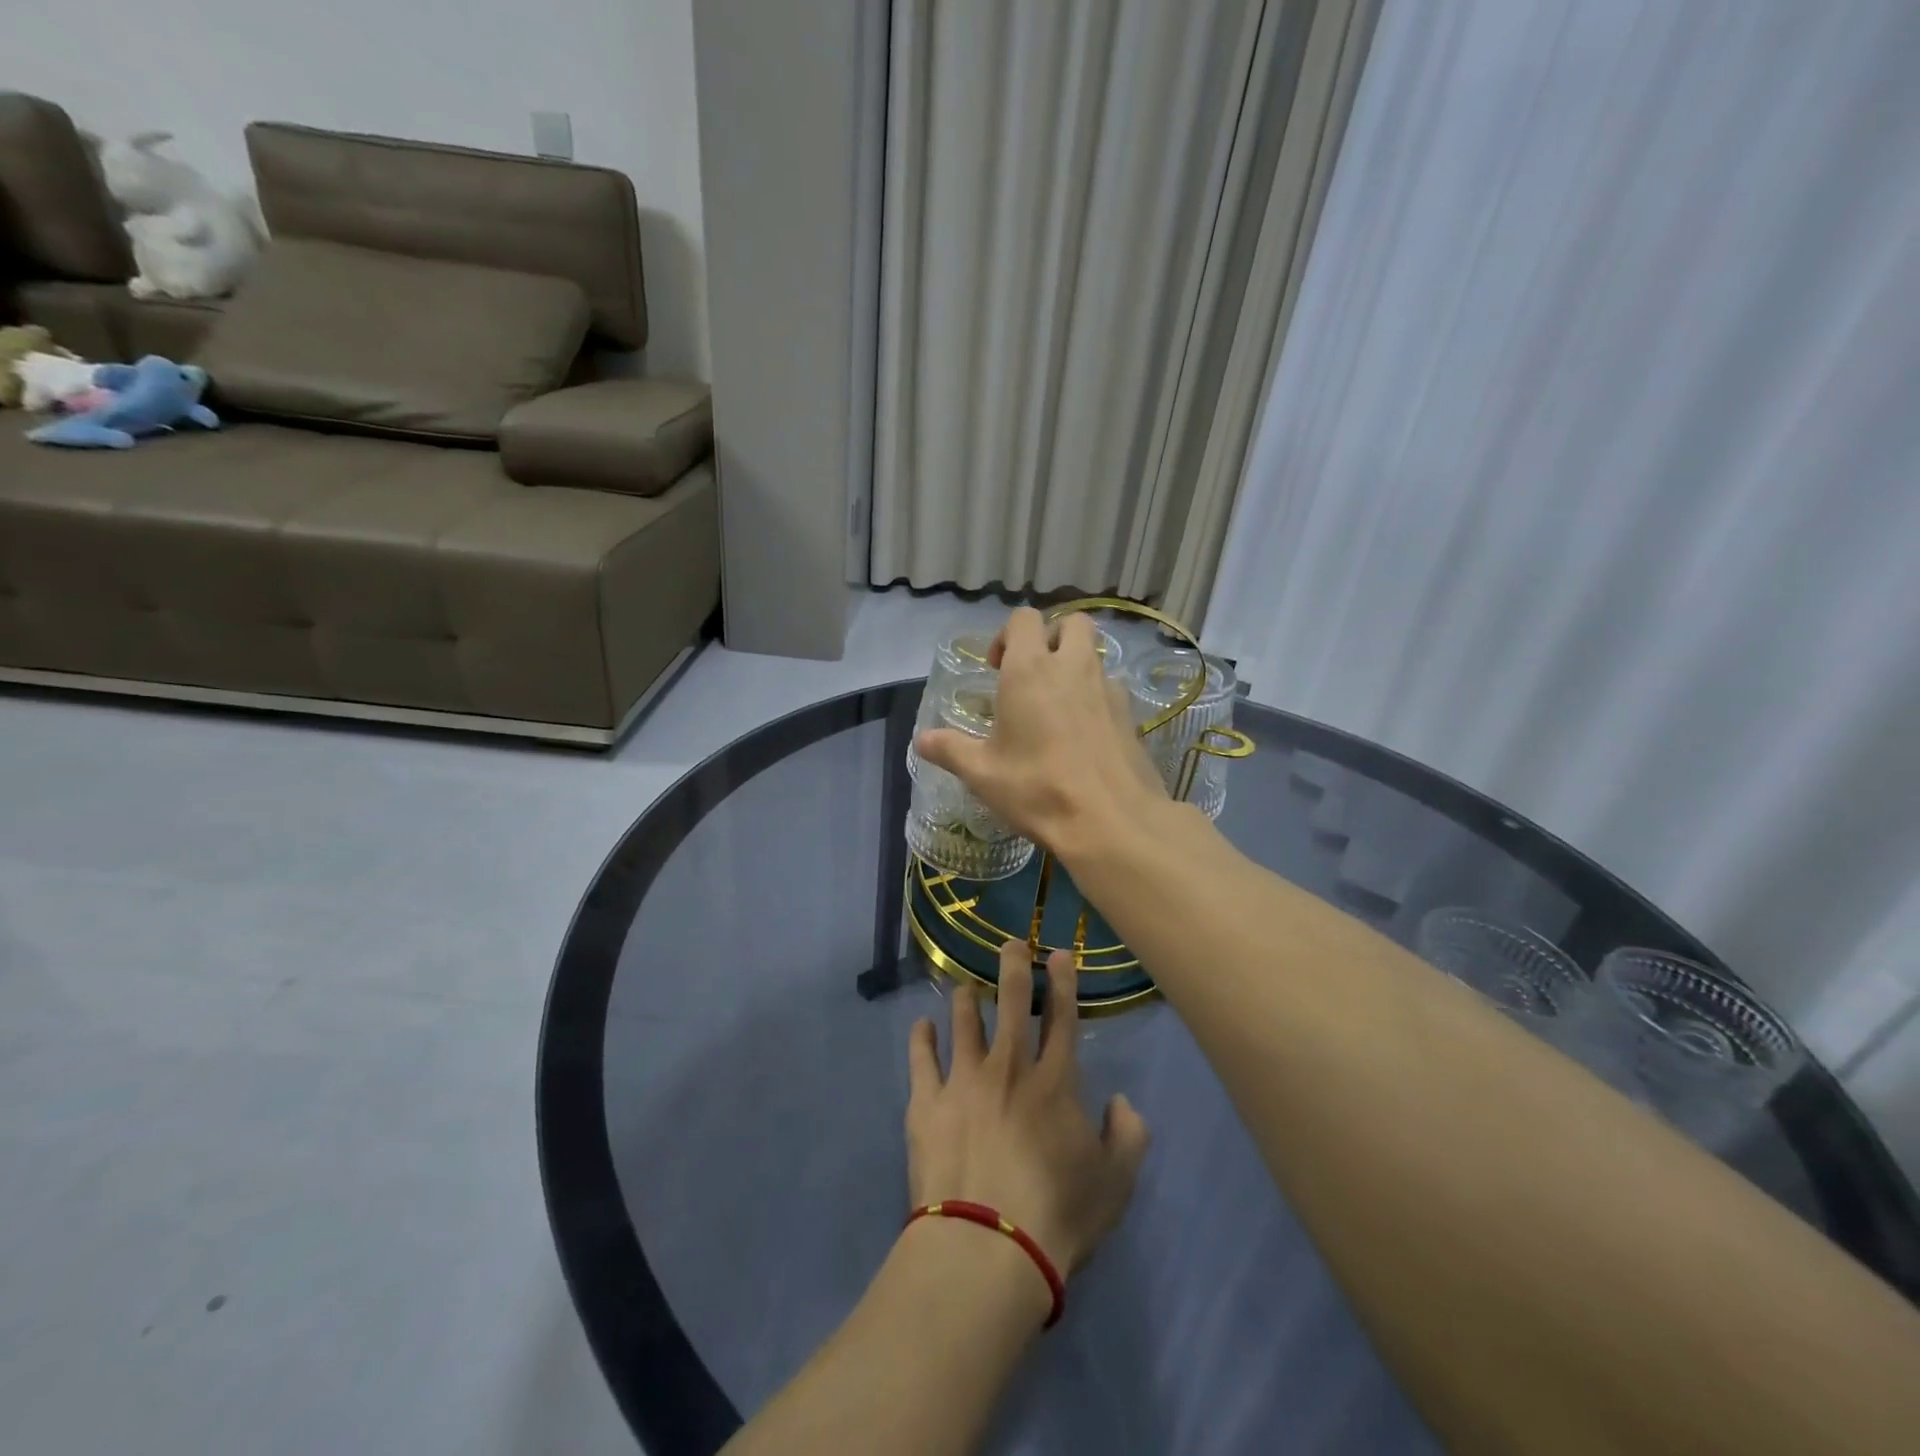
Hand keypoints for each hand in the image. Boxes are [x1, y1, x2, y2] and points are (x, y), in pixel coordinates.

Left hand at [906, 941, 1150, 1277]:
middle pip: (1010, 1003)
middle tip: (1009, 943)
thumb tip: (1121, 1102)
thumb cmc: (1057, 1217)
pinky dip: (921, 1037)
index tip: (1057, 953)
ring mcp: (962, 1081)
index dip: (1062, 982)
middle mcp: (1008, 1068)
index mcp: (1055, 1082)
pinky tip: (921, 1026)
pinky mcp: (926, 1102)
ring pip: (963, 1022)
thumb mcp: (1116, 1184)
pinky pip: (920, 1057)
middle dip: (1012, 967)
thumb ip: (1128, 1136)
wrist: (985, 1250)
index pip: (1062, 1019)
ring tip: (964, 987)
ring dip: (965, 999)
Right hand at [916, 608, 1166, 861]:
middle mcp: (1073, 667)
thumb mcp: (982, 774)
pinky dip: (1095, 697)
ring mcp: (1108, 688)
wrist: (1111, 820)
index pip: (1024, 619)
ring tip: (1057, 707)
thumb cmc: (1037, 789)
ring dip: (1076, 666)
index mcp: (1030, 670)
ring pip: (1094, 655)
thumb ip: (950, 750)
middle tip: (1033, 674)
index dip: (1007, 635)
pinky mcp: (1130, 714)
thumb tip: (921, 740)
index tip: (997, 669)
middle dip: (1051, 637)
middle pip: (1071, 622)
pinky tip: (1083, 735)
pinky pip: (1111, 688)